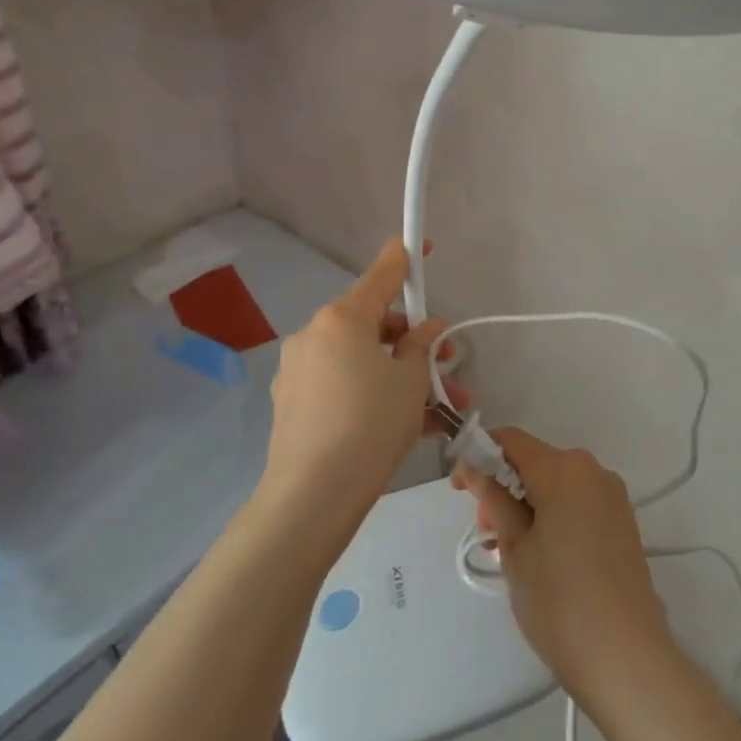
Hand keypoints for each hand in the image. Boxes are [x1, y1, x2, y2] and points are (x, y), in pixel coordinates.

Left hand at [264, 239, 455, 535]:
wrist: (312, 497)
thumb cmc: (370, 425)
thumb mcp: (410, 382)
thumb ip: (421, 346)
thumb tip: (426, 330)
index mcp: (343, 319)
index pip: (382, 274)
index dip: (405, 257)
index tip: (420, 243)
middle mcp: (315, 335)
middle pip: (373, 322)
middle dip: (413, 340)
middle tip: (447, 363)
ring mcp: (299, 370)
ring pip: (362, 359)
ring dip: (399, 373)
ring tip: (440, 406)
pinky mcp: (293, 403)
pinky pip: (344, 385)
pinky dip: (373, 393)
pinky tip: (408, 424)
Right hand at [453, 428, 673, 708]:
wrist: (625, 656)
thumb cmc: (559, 601)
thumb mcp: (515, 549)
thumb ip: (494, 499)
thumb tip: (473, 466)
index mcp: (564, 469)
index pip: (512, 440)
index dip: (480, 454)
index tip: (460, 488)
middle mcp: (592, 470)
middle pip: (536, 461)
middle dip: (504, 486)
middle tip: (486, 532)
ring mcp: (612, 495)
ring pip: (556, 483)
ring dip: (527, 503)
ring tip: (510, 552)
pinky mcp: (622, 520)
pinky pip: (578, 501)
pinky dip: (553, 514)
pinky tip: (542, 555)